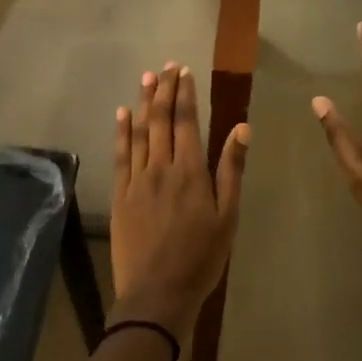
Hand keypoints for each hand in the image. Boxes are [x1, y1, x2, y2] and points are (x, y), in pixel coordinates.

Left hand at [110, 62, 250, 335]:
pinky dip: (121, 132)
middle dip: (164, 90)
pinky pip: (120, 155)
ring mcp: (137, 180)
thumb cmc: (201, 257)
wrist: (157, 294)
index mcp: (191, 172)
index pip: (187, 122)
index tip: (184, 71)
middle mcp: (161, 167)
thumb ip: (231, 170)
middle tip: (166, 66)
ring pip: (139, 132)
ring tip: (146, 78)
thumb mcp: (227, 216)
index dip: (185, 94)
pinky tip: (122, 115)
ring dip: (143, 103)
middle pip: (161, 120)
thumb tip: (242, 128)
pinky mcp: (120, 195)